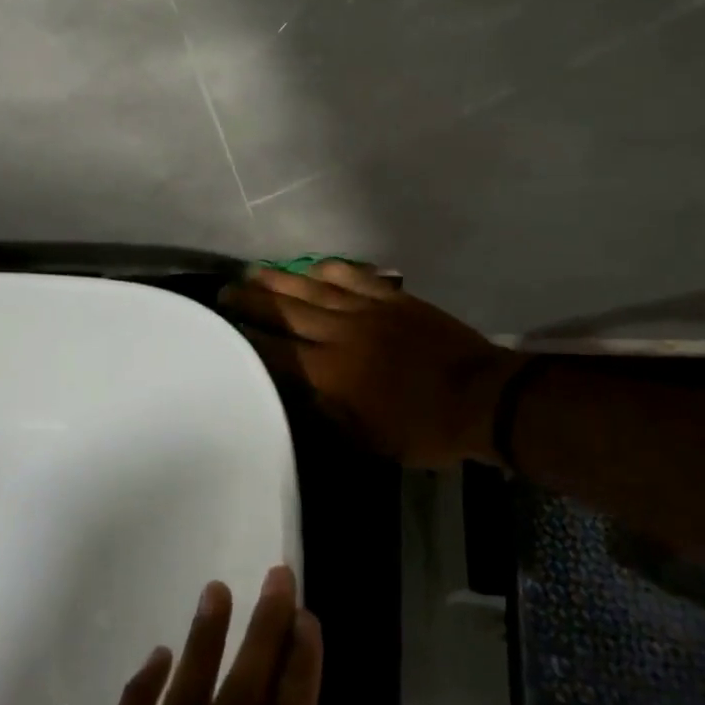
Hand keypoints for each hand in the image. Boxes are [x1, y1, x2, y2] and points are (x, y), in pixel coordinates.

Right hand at [221, 260, 522, 468]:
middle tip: (227, 288)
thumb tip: (299, 391)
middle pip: (288, 311)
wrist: (480, 398)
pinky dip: (332, 269)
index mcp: (330, 373)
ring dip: (282, 279)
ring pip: (315, 288)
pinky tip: (315, 265)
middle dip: (254, 300)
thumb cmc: (422, 430)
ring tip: (255, 270)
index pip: (276, 351)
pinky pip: (355, 277)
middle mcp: (341, 334)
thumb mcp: (366, 439)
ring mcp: (368, 310)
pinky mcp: (393, 299)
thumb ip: (327, 413)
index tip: (223, 324)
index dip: (247, 336)